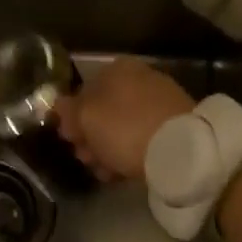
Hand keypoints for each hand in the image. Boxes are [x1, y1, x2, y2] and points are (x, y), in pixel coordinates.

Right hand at [56, 57, 194, 182]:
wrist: (181, 149)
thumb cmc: (124, 127)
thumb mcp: (85, 118)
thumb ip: (68, 110)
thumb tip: (59, 105)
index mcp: (116, 69)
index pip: (83, 90)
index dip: (72, 116)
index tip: (68, 139)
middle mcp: (140, 78)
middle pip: (104, 109)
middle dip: (90, 135)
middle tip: (84, 157)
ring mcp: (160, 100)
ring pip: (122, 125)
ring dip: (107, 147)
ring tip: (102, 171)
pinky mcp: (175, 124)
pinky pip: (143, 136)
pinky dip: (130, 151)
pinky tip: (121, 172)